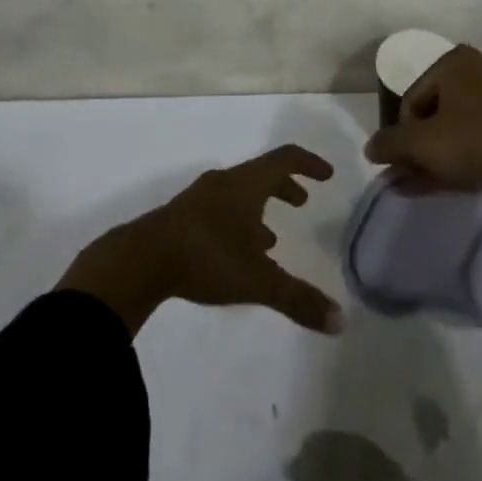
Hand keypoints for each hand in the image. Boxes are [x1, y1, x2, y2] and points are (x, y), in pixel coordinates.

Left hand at [58, 145, 342, 337]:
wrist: (140, 259)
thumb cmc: (207, 257)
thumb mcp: (258, 280)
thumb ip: (298, 299)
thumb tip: (341, 321)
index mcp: (246, 183)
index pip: (285, 159)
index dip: (308, 164)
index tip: (326, 175)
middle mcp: (225, 182)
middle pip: (261, 174)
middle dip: (284, 187)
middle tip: (302, 203)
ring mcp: (199, 198)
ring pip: (238, 194)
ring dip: (259, 209)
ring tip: (270, 240)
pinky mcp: (181, 219)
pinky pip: (219, 210)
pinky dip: (237, 223)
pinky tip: (234, 254)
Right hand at [363, 44, 481, 244]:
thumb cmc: (474, 141)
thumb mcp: (423, 144)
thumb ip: (391, 144)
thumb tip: (370, 148)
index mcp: (454, 61)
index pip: (413, 99)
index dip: (403, 134)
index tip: (404, 163)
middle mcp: (477, 68)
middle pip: (435, 112)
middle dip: (420, 146)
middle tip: (410, 176)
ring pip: (456, 126)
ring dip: (437, 154)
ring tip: (423, 184)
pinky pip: (478, 135)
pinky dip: (462, 155)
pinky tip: (448, 182)